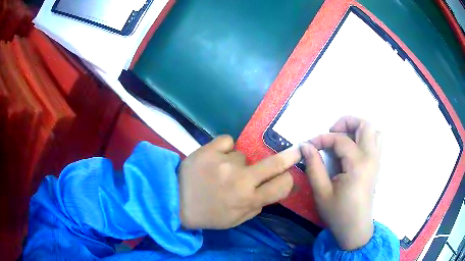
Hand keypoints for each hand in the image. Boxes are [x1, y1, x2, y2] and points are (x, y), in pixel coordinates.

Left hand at [179, 135, 300, 229]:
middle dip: (289, 156)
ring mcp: (225, 162)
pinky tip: (215, 158)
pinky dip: (224, 149)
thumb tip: (269, 189)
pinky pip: (228, 141)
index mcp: (248, 200)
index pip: (282, 186)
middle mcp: (241, 180)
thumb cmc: (207, 215)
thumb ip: (256, 206)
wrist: (174, 201)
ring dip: (238, 163)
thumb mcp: (235, 220)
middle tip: (296, 149)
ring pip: (244, 155)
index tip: (287, 176)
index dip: (288, 180)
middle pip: (275, 163)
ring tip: (221, 171)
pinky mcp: (209, 149)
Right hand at [301, 116, 380, 249]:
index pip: (340, 139)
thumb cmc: (338, 213)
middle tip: (332, 132)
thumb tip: (305, 145)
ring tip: (344, 138)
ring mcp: (376, 161)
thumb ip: (314, 166)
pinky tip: (353, 149)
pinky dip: (366, 138)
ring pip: (374, 131)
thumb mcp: (321, 192)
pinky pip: (376, 142)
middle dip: (346, 122)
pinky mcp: (376, 166)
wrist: (355, 229)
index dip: (322, 138)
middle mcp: (371, 158)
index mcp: (357, 164)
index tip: (310, 145)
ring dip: (358, 129)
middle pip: (365, 125)